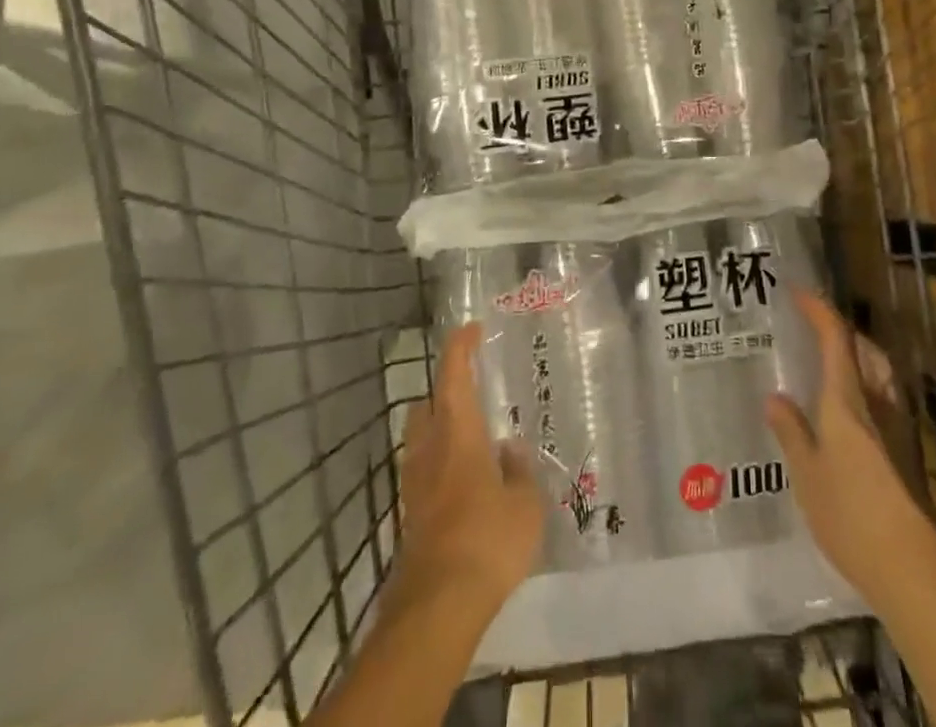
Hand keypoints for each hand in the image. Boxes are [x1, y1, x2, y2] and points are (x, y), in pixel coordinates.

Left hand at [396, 323, 544, 612]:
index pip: (454, 374)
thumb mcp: (525, 503)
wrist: (438, 606)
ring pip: (421, 440)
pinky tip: (467, 486)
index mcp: (458, 432)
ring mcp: (415, 484)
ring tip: (474, 442)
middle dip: (445, 392)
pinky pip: (424, 473)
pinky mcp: (411, 516)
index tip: (472, 329)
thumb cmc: (488, 539)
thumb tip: (511, 451)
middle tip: (473, 394)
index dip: (461, 346)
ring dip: (441, 431)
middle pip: (427, 405)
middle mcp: (430, 449)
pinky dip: (441, 466)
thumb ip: (519, 470)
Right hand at [766, 290, 935, 609]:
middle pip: (864, 351)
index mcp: (848, 400)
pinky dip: (862, 388)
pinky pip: (881, 400)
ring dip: (856, 358)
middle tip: (812, 328)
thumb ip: (791, 433)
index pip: (836, 339)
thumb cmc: (851, 514)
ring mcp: (898, 430)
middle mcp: (878, 404)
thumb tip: (775, 398)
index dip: (818, 310)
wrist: (913, 569)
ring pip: (878, 375)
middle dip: (840, 332)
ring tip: (828, 364)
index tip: (798, 291)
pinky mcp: (906, 455)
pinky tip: (845, 414)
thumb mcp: (807, 475)